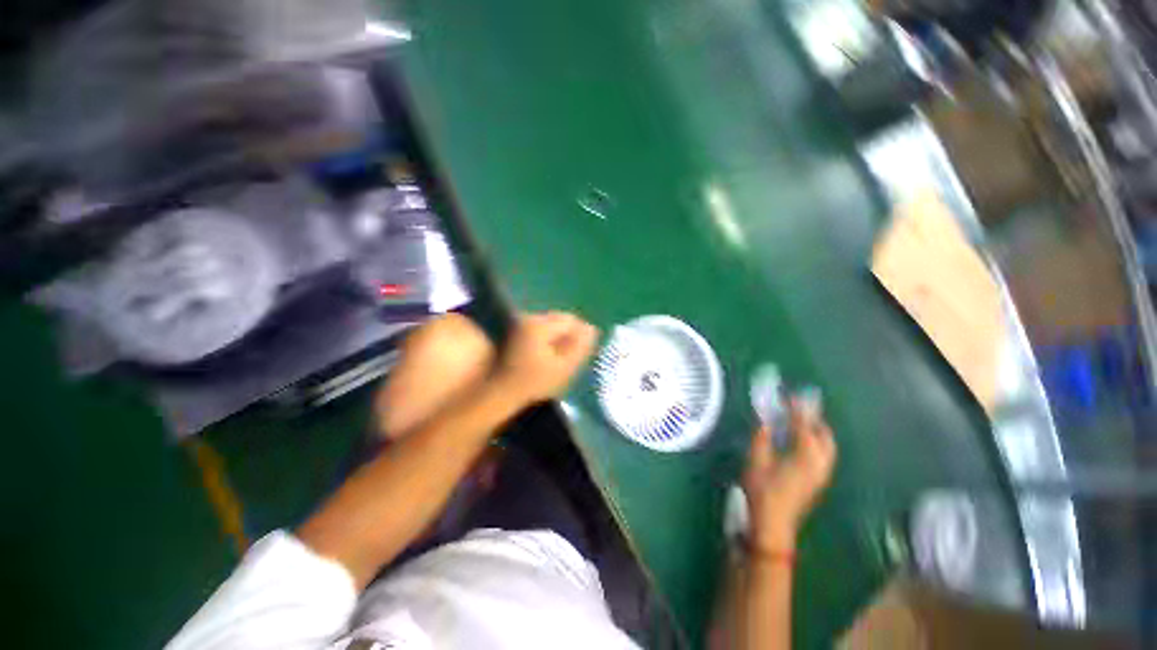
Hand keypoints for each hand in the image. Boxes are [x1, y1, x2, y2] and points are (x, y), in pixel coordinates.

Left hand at [495, 311, 598, 404]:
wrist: (501, 392)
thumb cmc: (534, 383)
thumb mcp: (563, 368)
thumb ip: (579, 347)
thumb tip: (592, 329)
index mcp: (540, 326)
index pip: (570, 321)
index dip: (580, 336)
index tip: (578, 354)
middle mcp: (529, 318)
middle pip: (560, 319)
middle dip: (568, 335)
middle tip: (569, 357)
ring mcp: (521, 323)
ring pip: (550, 324)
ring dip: (558, 337)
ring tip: (557, 358)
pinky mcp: (516, 330)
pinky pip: (541, 329)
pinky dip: (547, 339)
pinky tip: (545, 356)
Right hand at [742, 399, 836, 551]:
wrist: (774, 524)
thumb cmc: (763, 491)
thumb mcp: (757, 460)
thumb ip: (762, 438)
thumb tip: (766, 421)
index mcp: (805, 456)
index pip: (804, 425)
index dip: (796, 409)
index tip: (789, 395)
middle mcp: (820, 463)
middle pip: (825, 435)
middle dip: (813, 419)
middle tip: (797, 408)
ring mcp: (822, 474)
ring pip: (827, 446)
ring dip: (816, 430)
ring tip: (799, 421)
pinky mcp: (818, 481)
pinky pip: (824, 454)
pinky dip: (816, 442)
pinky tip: (801, 441)